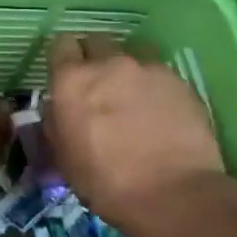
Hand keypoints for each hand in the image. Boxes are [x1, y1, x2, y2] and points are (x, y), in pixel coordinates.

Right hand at [43, 33, 231, 233]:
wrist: (173, 195)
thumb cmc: (105, 182)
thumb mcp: (63, 157)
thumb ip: (56, 122)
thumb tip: (58, 109)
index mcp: (71, 81)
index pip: (61, 45)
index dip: (63, 58)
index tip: (66, 75)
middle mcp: (108, 64)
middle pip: (96, 41)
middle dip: (94, 57)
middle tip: (98, 84)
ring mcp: (147, 69)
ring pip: (131, 53)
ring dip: (126, 68)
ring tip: (132, 94)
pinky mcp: (179, 81)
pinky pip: (158, 73)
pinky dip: (154, 85)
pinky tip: (159, 109)